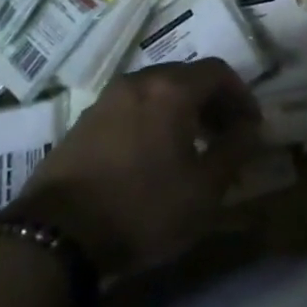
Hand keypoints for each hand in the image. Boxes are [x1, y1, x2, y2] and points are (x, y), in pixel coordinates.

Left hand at [12, 60, 260, 277]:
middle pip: (187, 77)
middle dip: (213, 102)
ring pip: (157, 91)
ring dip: (182, 111)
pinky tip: (153, 157)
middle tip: (224, 135)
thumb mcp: (204, 189)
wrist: (55, 235)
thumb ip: (235, 150)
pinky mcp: (84, 122)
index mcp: (171, 89)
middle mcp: (139, 82)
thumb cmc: (142, 207)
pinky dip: (153, 120)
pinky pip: (132, 108)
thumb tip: (249, 128)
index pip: (219, 71)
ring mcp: (107, 99)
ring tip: (191, 148)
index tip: (251, 125)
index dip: (241, 95)